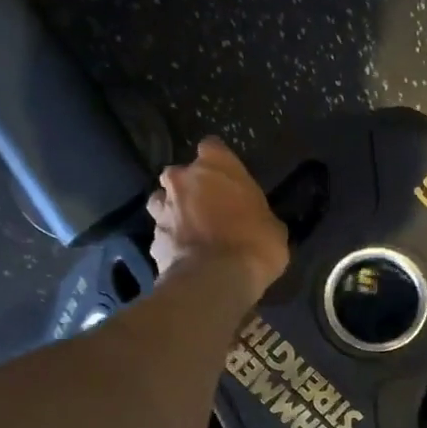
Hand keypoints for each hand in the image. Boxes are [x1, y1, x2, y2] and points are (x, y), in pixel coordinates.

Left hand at [147, 137, 289, 299]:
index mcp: (216, 164)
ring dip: (173, 214)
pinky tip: (184, 260)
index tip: (228, 182)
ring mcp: (163, 208)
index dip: (220, 166)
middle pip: (181, 176)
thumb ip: (258, 215)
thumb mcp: (274, 228)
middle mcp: (182, 179)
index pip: (213, 148)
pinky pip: (162, 237)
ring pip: (162, 203)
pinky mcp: (152, 240)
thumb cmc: (255, 244)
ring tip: (190, 235)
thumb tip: (257, 223)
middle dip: (190, 190)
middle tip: (208, 211)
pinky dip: (171, 245)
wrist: (216, 280)